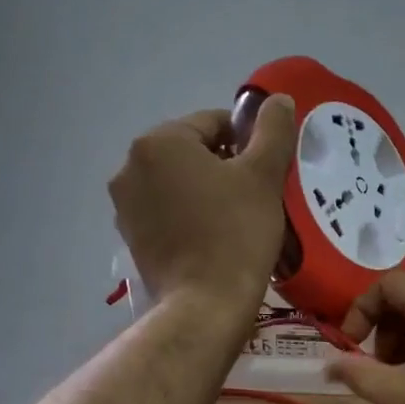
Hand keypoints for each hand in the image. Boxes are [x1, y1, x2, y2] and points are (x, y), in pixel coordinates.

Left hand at [109, 98, 295, 316]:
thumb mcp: (263, 176)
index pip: (213, 123)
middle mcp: (130, 166)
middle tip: (257, 196)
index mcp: (159, 142)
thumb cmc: (236, 233)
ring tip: (238, 219)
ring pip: (179, 184)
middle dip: (225, 167)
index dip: (248, 142)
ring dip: (207, 192)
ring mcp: (125, 206)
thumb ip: (273, 131)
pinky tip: (215, 239)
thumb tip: (278, 99)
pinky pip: (167, 213)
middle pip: (192, 152)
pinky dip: (190, 217)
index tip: (268, 170)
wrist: (205, 304)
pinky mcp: (131, 238)